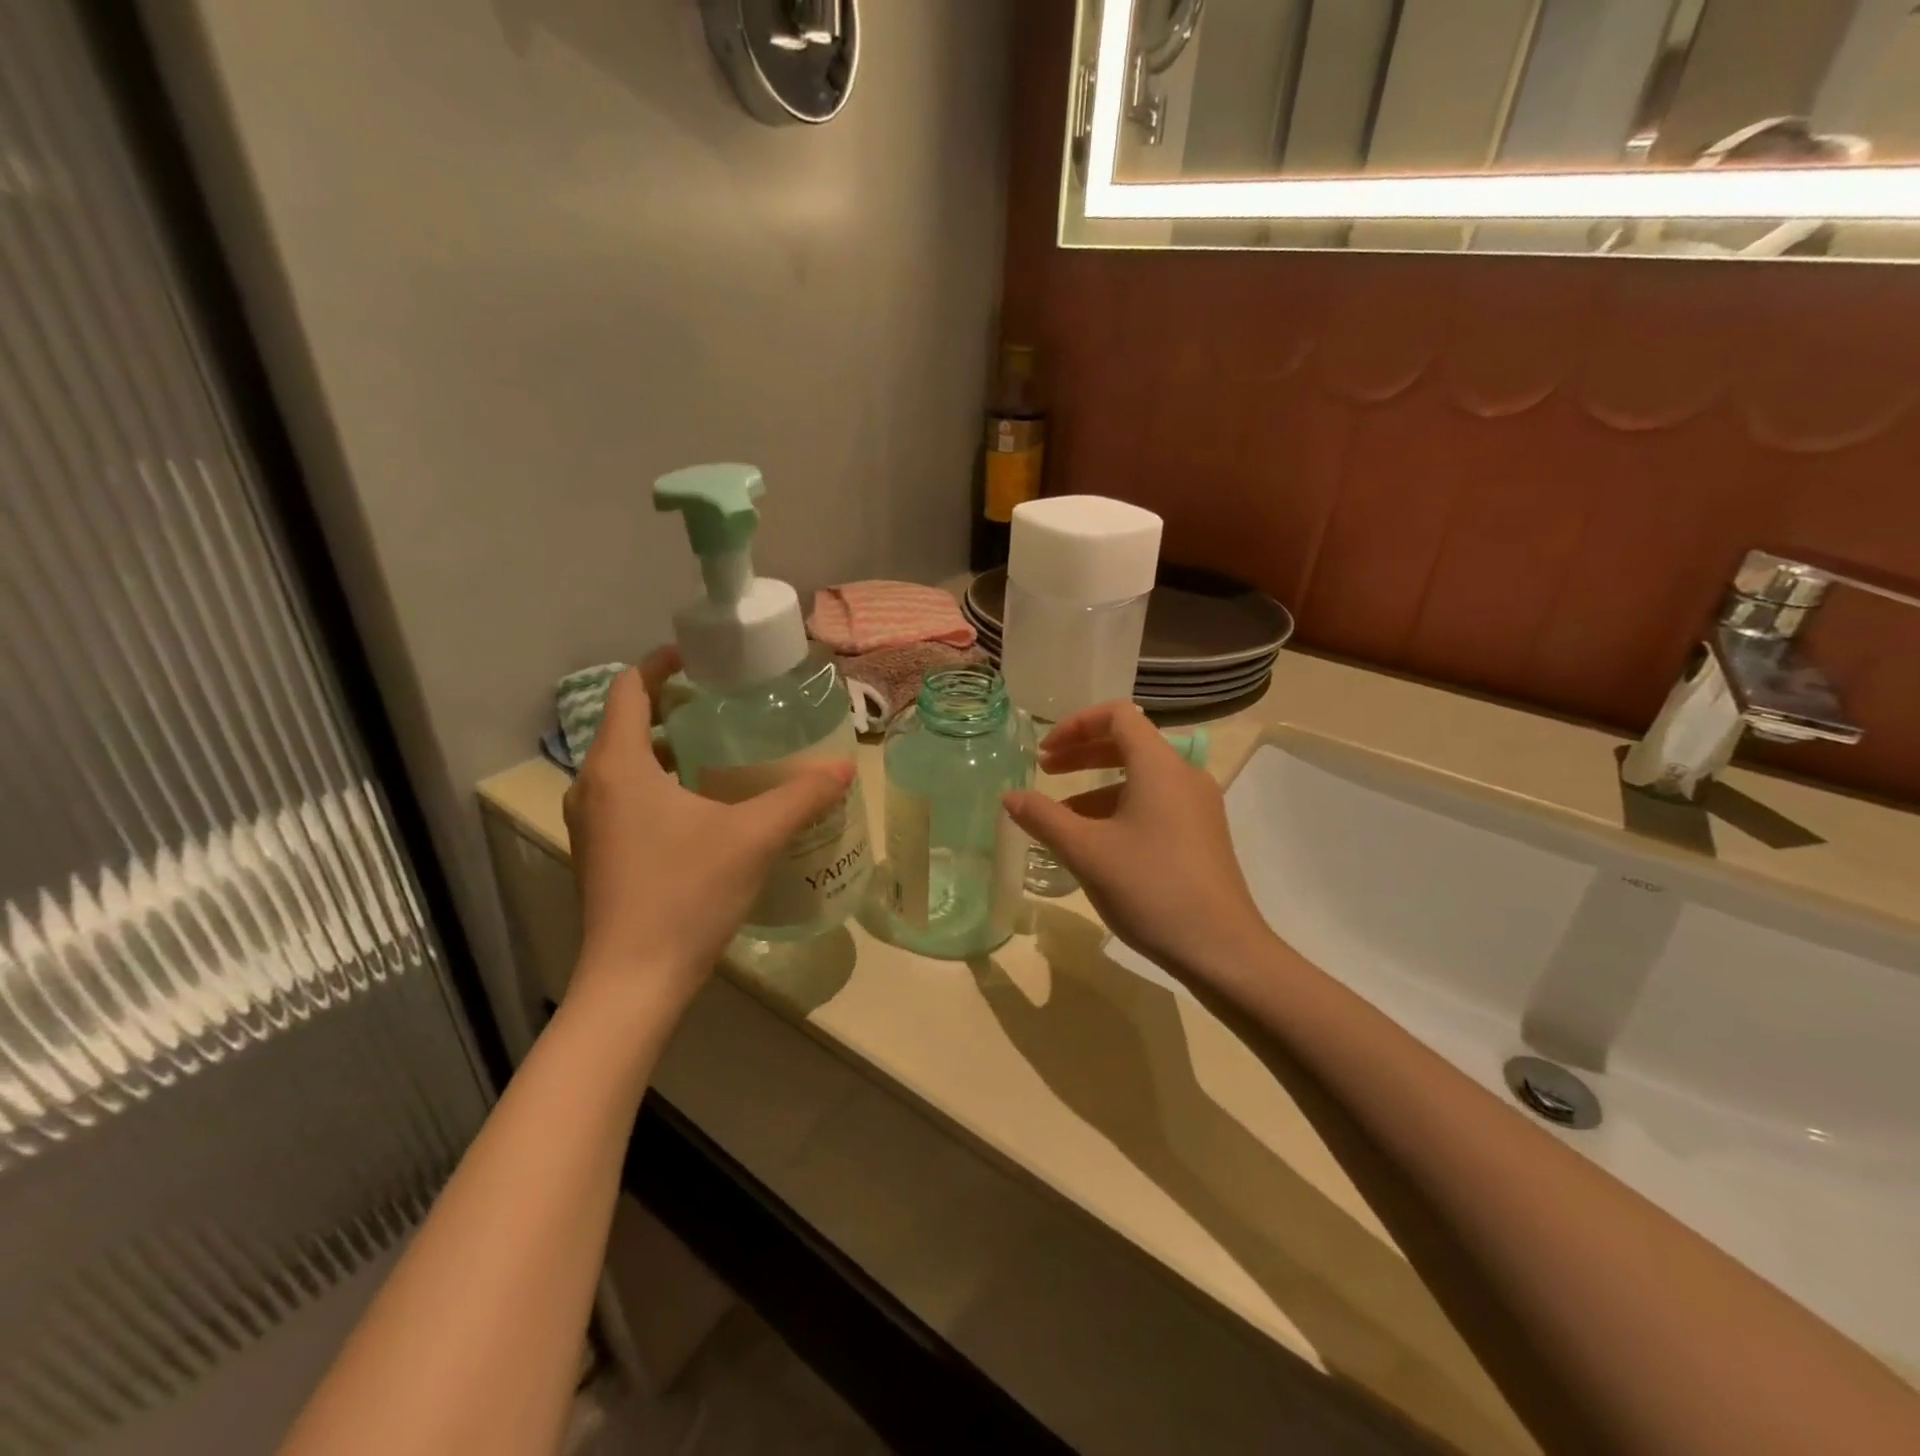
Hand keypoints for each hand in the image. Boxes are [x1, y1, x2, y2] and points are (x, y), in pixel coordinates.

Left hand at [563, 650, 855, 1013]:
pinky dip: (662, 784)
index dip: (662, 664)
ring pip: (628, 764)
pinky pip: (628, 797)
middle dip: (675, 707)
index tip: (703, 658)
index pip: (629, 689)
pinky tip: (708, 805)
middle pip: (629, 724)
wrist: (633, 982)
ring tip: (724, 749)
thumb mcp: (754, 837)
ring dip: (669, 748)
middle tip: (728, 704)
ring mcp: (592, 823)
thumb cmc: (686, 894)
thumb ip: (802, 796)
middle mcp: (593, 786)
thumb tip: (845, 767)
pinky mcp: (600, 853)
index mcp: (619, 766)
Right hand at [1002, 702, 1271, 990]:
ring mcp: (1198, 806)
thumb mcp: (1086, 852)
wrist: (1222, 949)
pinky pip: (1155, 803)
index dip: (1076, 724)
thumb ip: (1043, 818)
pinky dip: (1120, 807)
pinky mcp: (1202, 834)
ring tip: (1062, 815)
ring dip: (1098, 784)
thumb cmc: (1150, 889)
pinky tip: (1097, 842)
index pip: (1118, 716)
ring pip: (1141, 777)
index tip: (1045, 752)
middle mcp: (1184, 775)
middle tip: (1046, 770)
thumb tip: (1009, 796)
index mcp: (1160, 766)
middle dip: (1083, 752)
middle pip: (1129, 743)